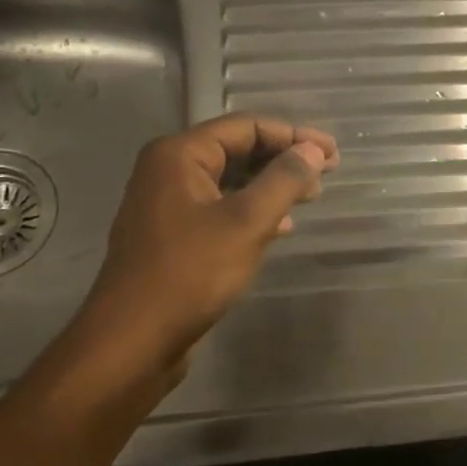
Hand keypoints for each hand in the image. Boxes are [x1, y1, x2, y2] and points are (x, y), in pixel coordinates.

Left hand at [48, 115, 336, 401]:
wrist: (134, 339)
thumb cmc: (191, 272)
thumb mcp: (247, 222)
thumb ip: (284, 180)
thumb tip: (313, 151)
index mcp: (180, 154)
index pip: (247, 126)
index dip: (294, 135)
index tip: (333, 153)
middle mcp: (168, 170)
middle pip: (237, 149)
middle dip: (284, 159)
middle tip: (327, 174)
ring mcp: (167, 204)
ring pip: (230, 181)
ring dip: (271, 185)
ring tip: (310, 197)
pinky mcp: (172, 236)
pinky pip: (220, 208)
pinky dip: (252, 210)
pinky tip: (279, 227)